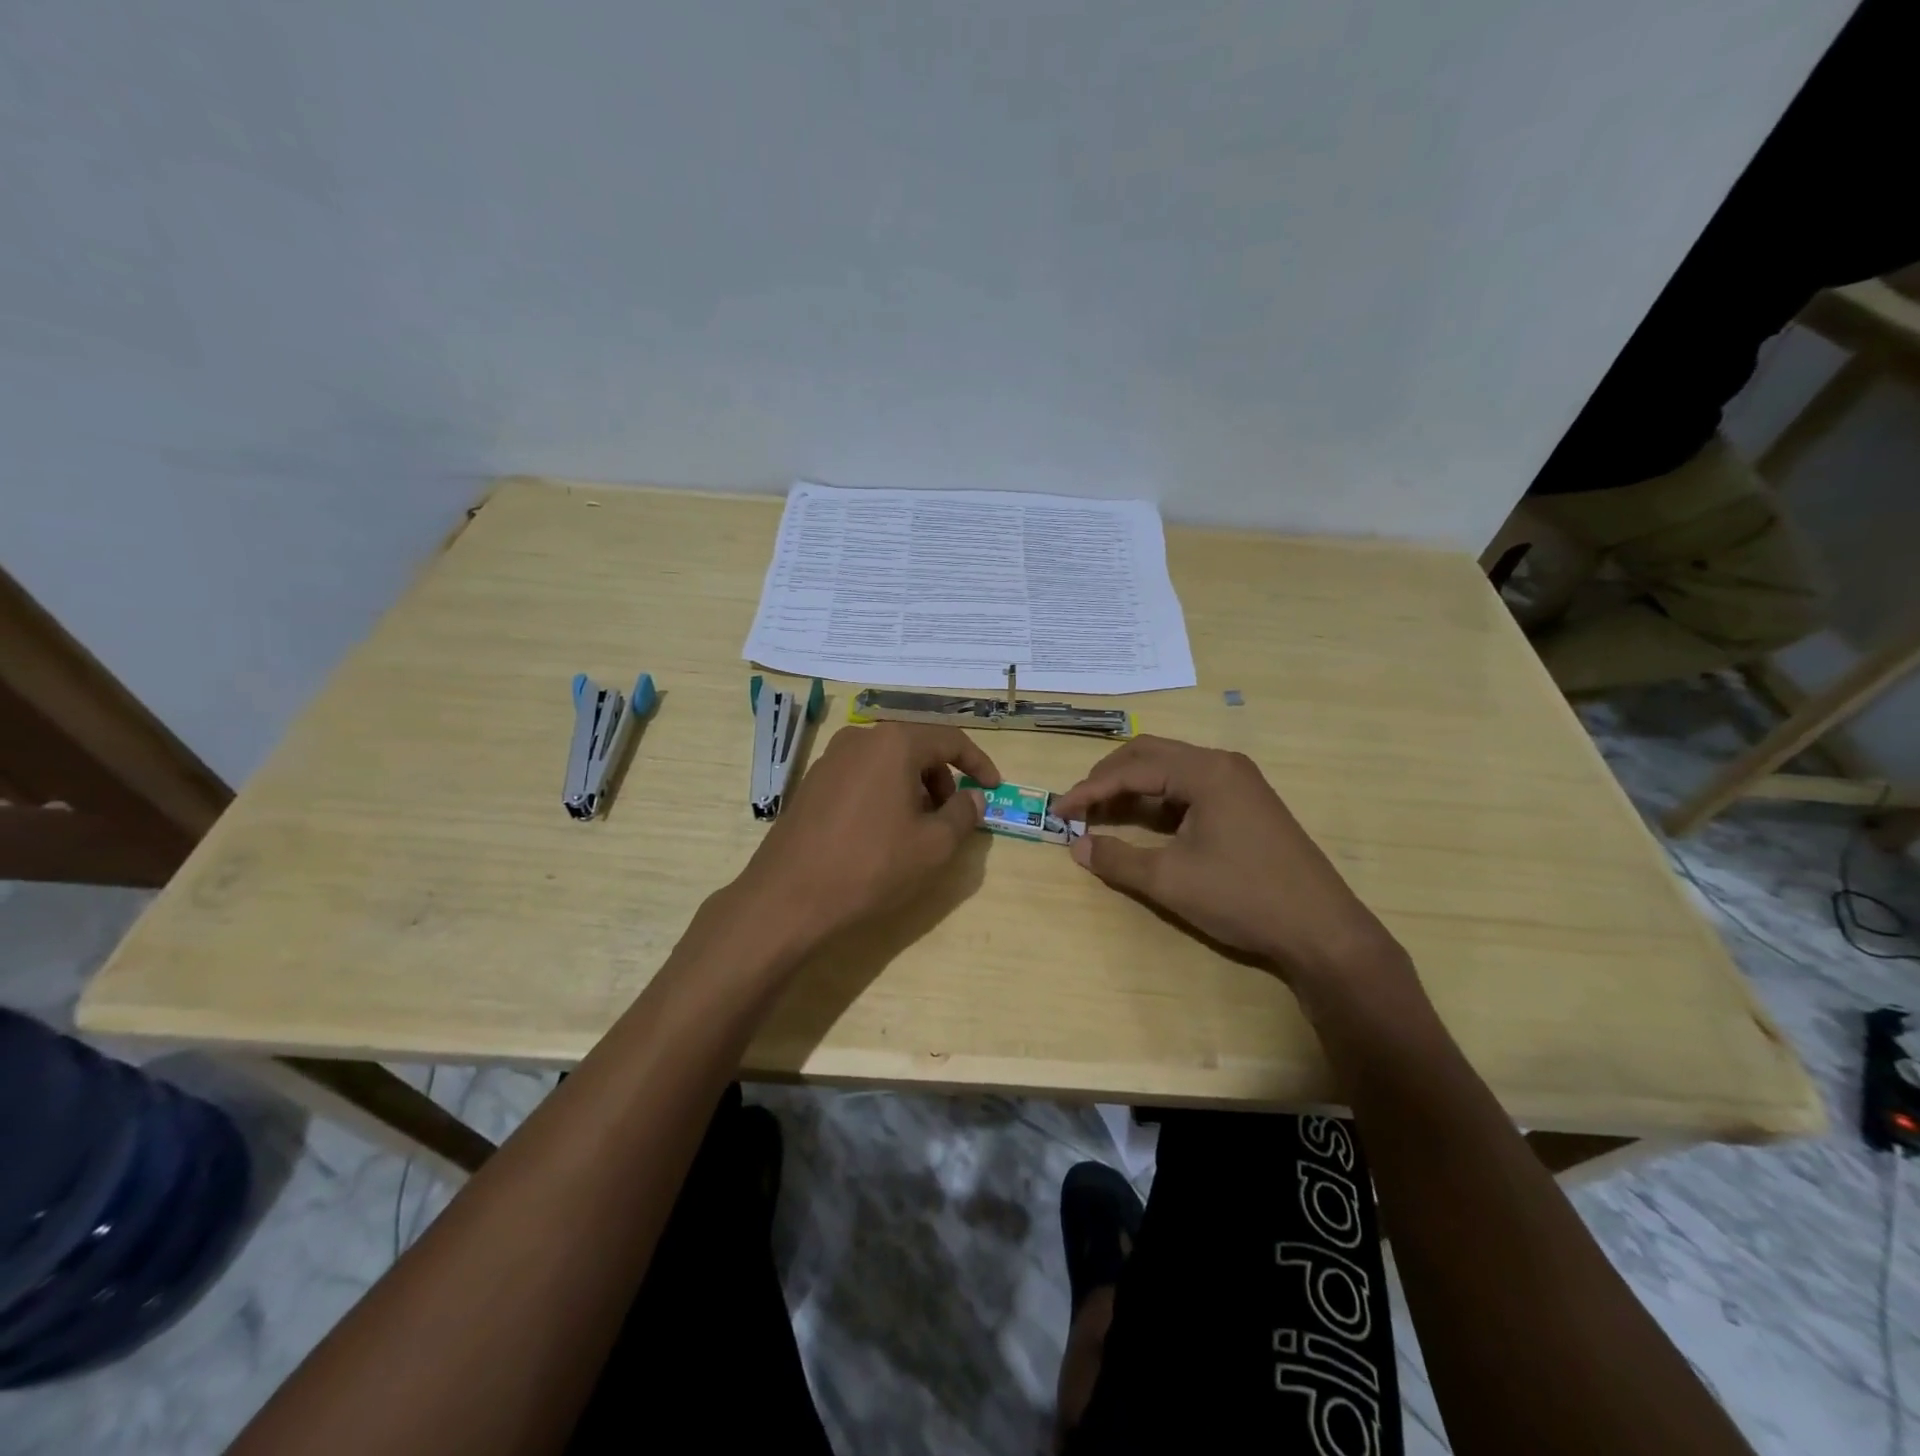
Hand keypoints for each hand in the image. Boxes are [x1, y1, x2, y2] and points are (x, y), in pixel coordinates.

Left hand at [734, 723, 999, 949]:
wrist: (788, 897)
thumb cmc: (871, 866)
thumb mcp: (933, 846)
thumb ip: (963, 815)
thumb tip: (973, 798)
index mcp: (894, 743)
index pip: (950, 740)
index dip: (978, 764)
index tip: (994, 788)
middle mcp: (860, 739)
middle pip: (916, 748)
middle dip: (943, 779)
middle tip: (952, 817)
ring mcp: (830, 759)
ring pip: (888, 763)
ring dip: (913, 788)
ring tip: (918, 829)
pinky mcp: (812, 783)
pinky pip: (862, 777)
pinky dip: (884, 794)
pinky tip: (882, 833)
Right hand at [1052, 736, 1402, 984]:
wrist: (1321, 930)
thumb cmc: (1243, 897)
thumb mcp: (1170, 880)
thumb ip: (1117, 858)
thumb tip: (1076, 845)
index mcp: (1205, 771)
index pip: (1131, 769)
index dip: (1089, 789)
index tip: (1057, 810)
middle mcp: (1222, 765)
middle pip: (1150, 755)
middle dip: (1108, 778)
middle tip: (1078, 806)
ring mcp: (1238, 783)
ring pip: (1170, 770)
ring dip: (1133, 787)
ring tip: (1102, 814)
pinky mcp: (1246, 804)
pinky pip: (1190, 788)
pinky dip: (1159, 801)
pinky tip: (1144, 823)